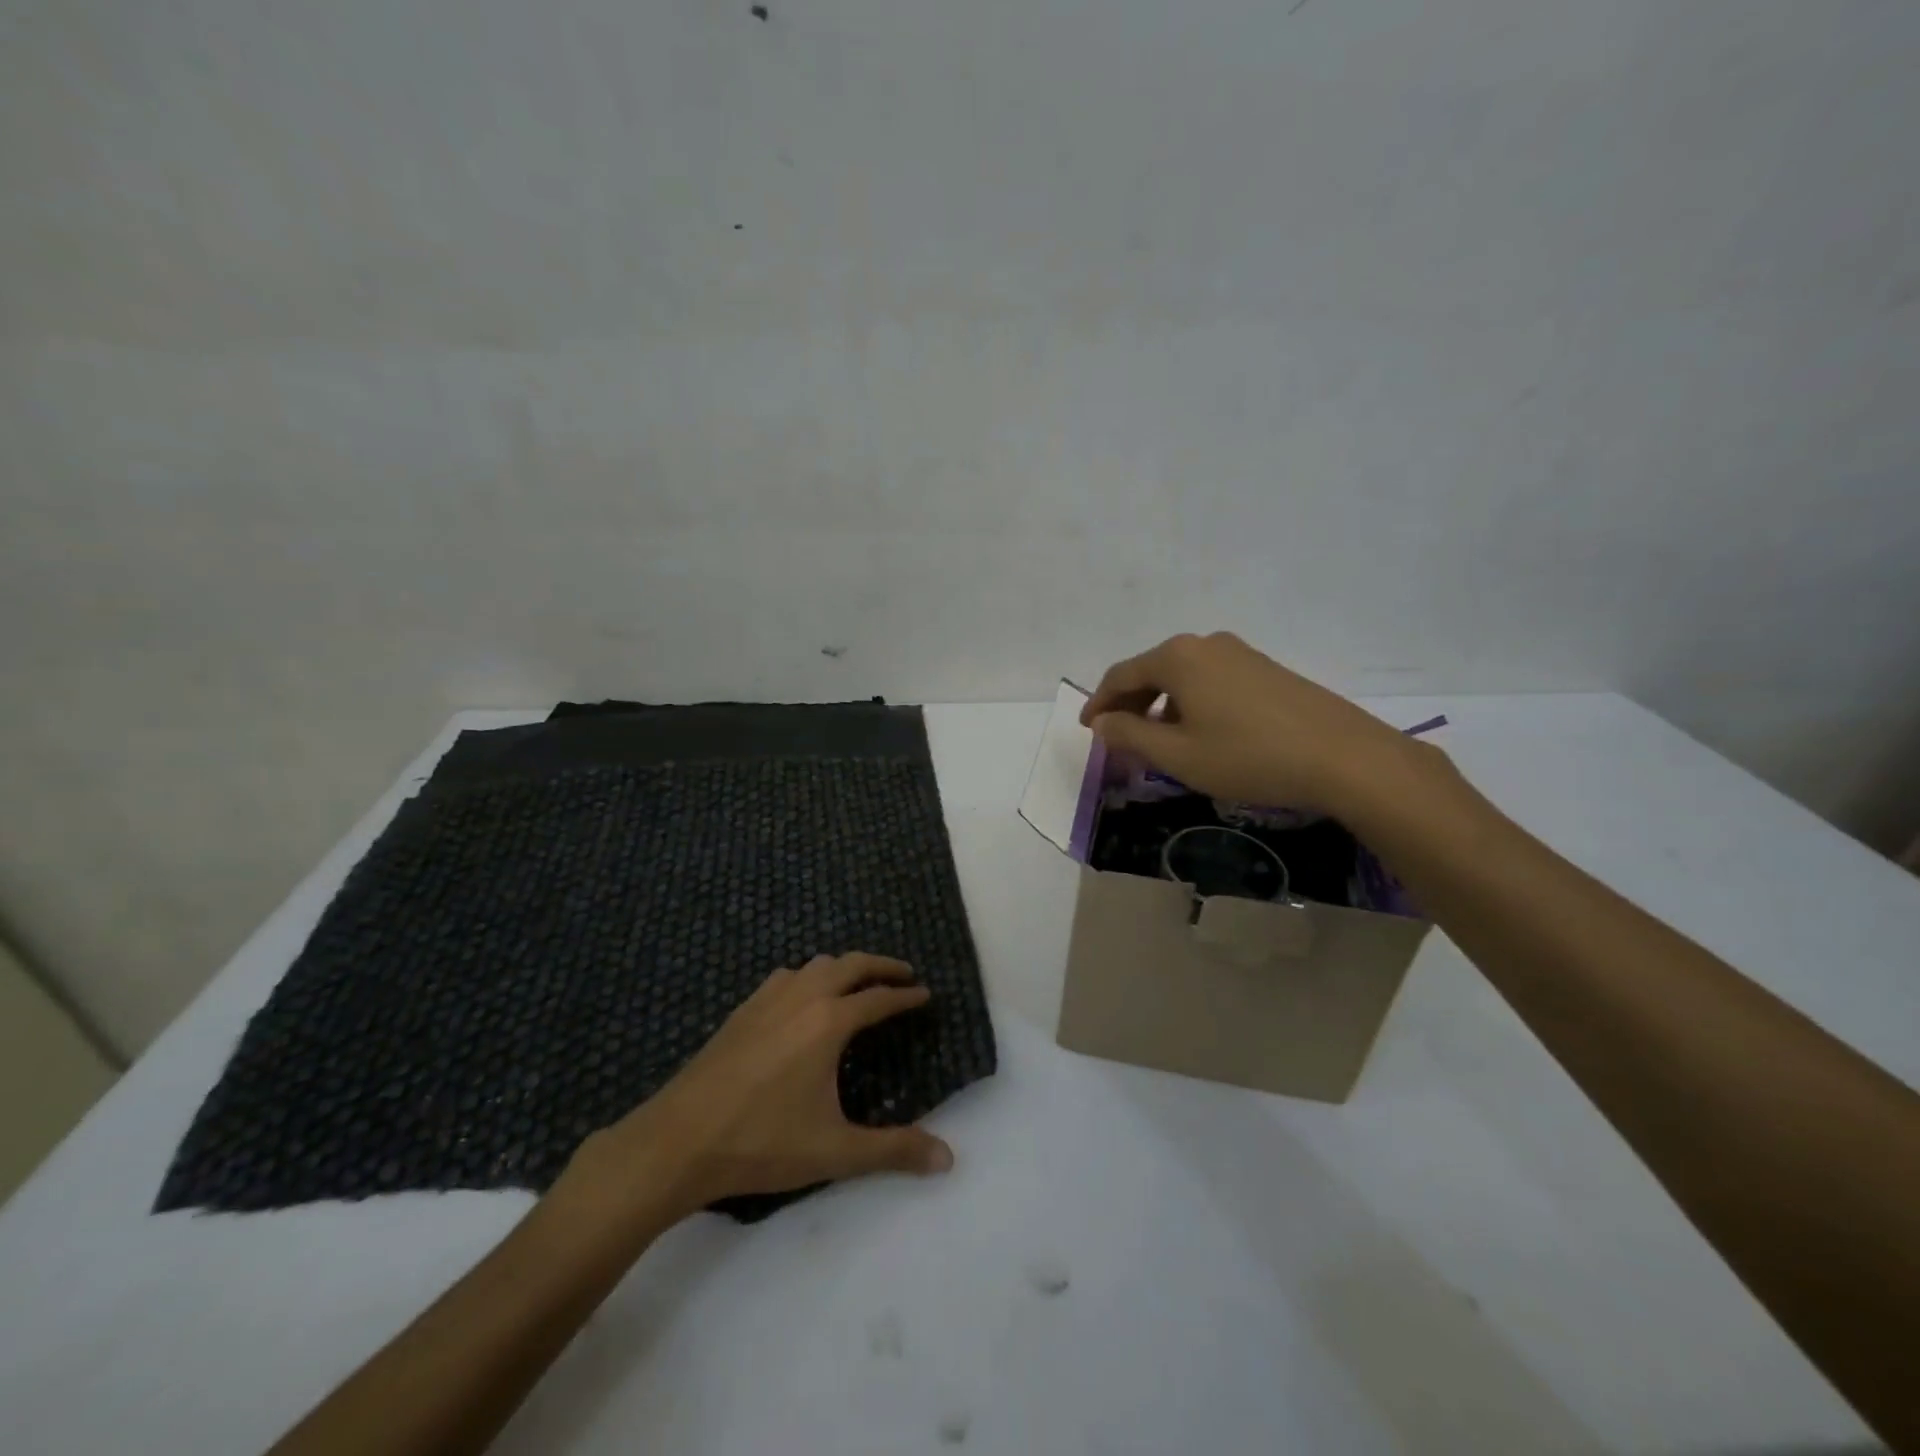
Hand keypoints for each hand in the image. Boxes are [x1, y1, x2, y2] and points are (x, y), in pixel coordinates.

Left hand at [556, 954, 952, 1230]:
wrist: (678, 1140)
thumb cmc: (761, 1143)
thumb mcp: (834, 1151)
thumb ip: (893, 1150)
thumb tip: (948, 1159)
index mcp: (829, 1021)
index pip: (878, 998)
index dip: (906, 996)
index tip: (925, 994)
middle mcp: (802, 997)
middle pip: (851, 964)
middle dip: (881, 965)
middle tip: (904, 974)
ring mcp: (768, 999)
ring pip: (816, 964)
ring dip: (844, 967)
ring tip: (858, 982)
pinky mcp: (742, 1010)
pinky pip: (786, 976)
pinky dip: (809, 976)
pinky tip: (802, 997)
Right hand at [1080, 631, 1418, 814]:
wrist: (1343, 757)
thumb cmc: (1248, 756)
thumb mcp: (1177, 755)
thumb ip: (1130, 736)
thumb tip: (1103, 723)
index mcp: (1177, 657)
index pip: (1121, 675)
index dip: (1099, 703)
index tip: (1088, 730)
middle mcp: (1206, 644)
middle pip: (1151, 670)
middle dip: (1130, 704)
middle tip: (1118, 738)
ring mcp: (1240, 653)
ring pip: (1183, 676)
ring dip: (1161, 705)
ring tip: (1157, 741)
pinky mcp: (1266, 670)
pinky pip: (1211, 681)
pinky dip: (1191, 703)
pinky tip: (1200, 733)